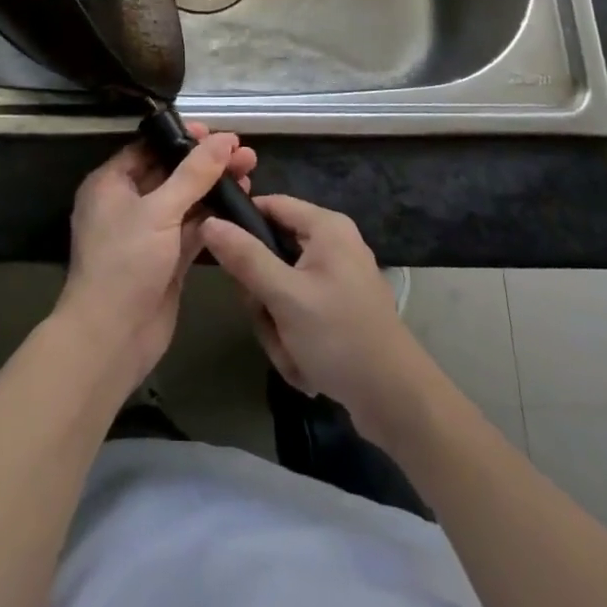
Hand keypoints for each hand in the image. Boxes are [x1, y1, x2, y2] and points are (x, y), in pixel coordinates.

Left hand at [57, 126, 255, 393]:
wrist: (111, 338)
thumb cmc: (125, 263)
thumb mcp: (159, 211)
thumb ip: (194, 174)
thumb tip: (223, 139)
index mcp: (111, 183)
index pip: (149, 148)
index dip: (182, 138)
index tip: (216, 133)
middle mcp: (128, 203)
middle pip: (171, 172)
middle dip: (206, 162)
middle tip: (244, 154)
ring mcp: (148, 232)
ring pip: (185, 200)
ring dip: (214, 188)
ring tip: (251, 173)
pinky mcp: (166, 258)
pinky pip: (192, 228)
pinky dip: (214, 217)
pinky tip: (242, 205)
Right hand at [201, 195, 427, 438]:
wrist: (397, 402)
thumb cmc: (340, 336)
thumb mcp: (284, 296)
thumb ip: (245, 257)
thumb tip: (209, 222)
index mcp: (326, 227)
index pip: (270, 204)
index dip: (241, 224)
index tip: (218, 253)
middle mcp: (333, 244)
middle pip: (271, 253)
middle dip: (263, 296)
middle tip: (270, 321)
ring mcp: (337, 279)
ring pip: (281, 289)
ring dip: (277, 324)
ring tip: (292, 352)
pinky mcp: (340, 309)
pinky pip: (299, 312)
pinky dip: (294, 338)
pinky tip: (306, 365)